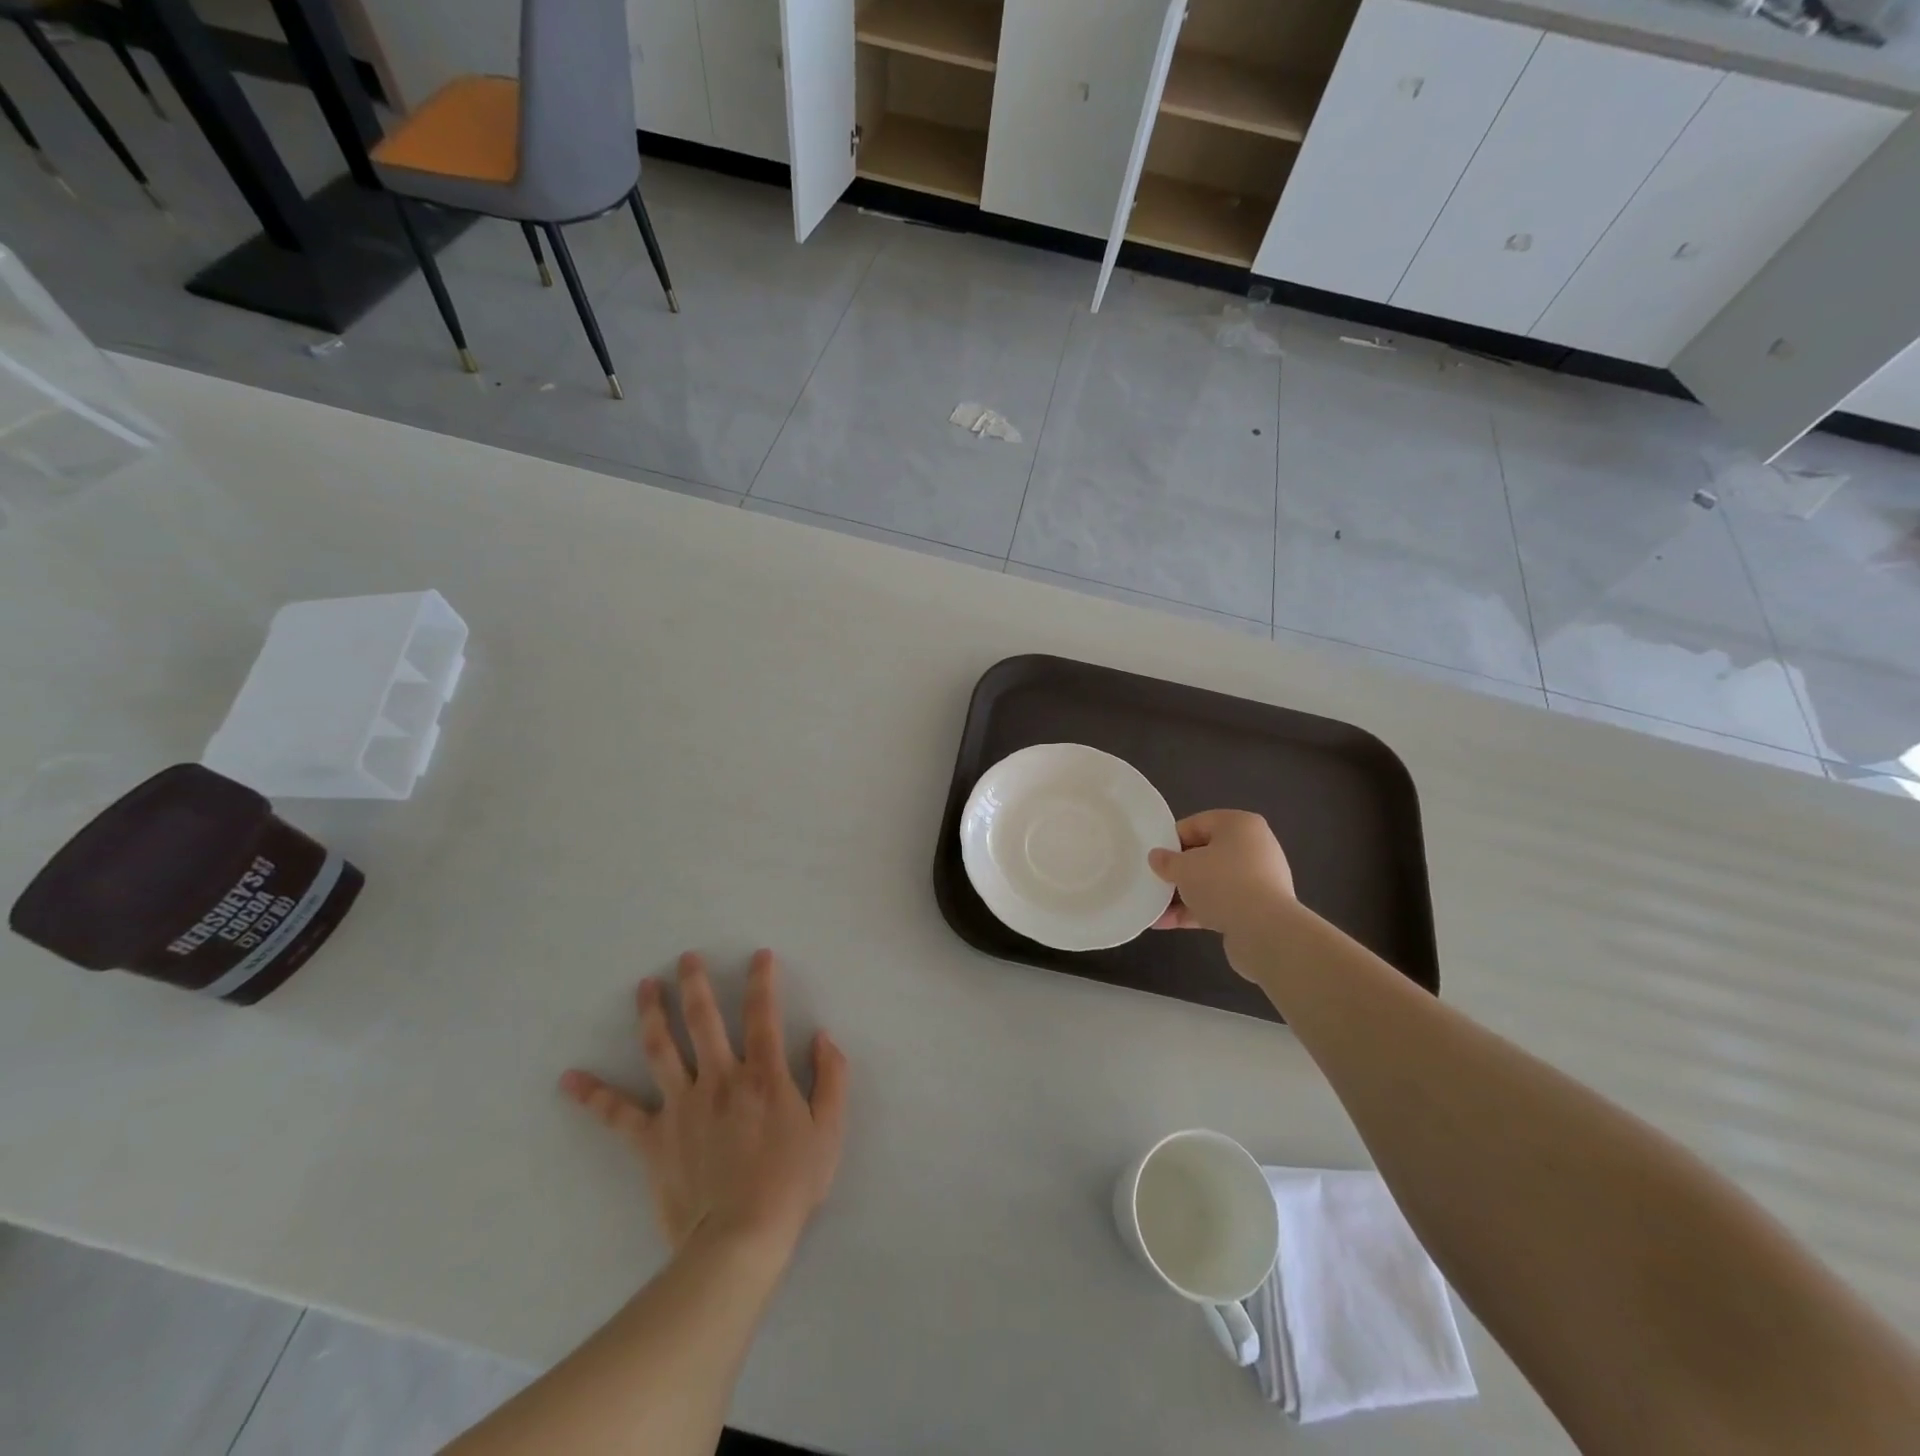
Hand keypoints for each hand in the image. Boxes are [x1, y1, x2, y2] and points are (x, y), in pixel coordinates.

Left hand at [560, 949, 848, 1255]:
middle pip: (703, 1019)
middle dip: (695, 983)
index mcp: (763, 1075)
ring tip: (644, 987)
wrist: (739, 1240)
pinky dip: (594, 1096)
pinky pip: (619, 1114)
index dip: (763, 980)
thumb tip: (823, 1037)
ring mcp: (682, 1105)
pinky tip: (569, 1079)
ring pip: (662, 1048)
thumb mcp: (830, 1130)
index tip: (760, 955)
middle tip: (685, 958)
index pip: (763, 1014)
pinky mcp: (654, 1138)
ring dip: (652, 1013)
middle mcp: (720, 1078)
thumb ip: (832, 1078)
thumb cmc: (790, 1184)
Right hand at [1148, 810, 1295, 955]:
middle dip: (1178, 871)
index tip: (1154, 859)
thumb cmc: (1222, 884)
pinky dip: (1198, 911)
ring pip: (1212, 882)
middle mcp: (1253, 847)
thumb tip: (1156, 857)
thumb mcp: (1183, 868)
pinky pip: (1221, 903)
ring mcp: (1259, 879)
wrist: (1266, 931)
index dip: (1171, 841)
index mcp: (1239, 825)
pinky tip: (1168, 923)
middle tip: (1155, 882)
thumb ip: (1165, 861)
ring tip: (1156, 909)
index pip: (1196, 824)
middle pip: (1205, 854)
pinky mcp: (1258, 908)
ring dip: (1184, 895)